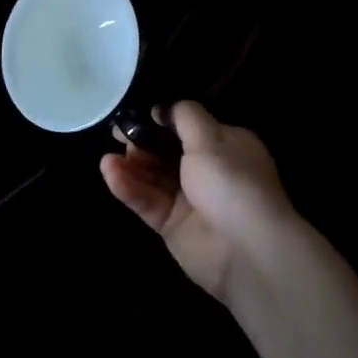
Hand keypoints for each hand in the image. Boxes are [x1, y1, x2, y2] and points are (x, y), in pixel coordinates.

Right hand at [99, 100, 298, 302]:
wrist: (248, 250)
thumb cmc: (232, 182)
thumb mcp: (210, 138)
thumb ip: (184, 117)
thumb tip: (164, 107)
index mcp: (224, 146)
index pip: (188, 127)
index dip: (161, 121)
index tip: (136, 114)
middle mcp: (207, 171)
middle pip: (166, 152)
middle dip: (141, 142)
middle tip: (116, 133)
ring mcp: (188, 200)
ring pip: (152, 177)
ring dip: (131, 165)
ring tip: (108, 156)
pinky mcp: (171, 226)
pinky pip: (147, 201)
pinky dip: (129, 187)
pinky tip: (110, 172)